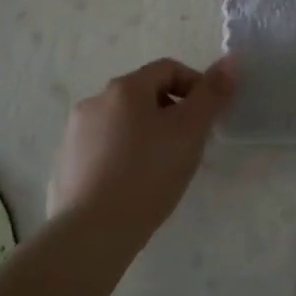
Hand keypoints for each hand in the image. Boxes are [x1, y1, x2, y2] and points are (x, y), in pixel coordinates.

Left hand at [48, 57, 236, 245]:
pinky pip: (103, 149)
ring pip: (123, 123)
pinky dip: (122, 157)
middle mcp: (95, 101)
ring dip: (146, 134)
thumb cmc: (148, 173)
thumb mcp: (191, 130)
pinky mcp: (65, 166)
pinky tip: (132, 186)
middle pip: (144, 95)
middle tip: (187, 146)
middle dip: (171, 113)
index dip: (195, 86)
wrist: (91, 234)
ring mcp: (75, 134)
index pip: (169, 69)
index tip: (207, 119)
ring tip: (161, 169)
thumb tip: (230, 61)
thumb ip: (212, 93)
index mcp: (125, 88)